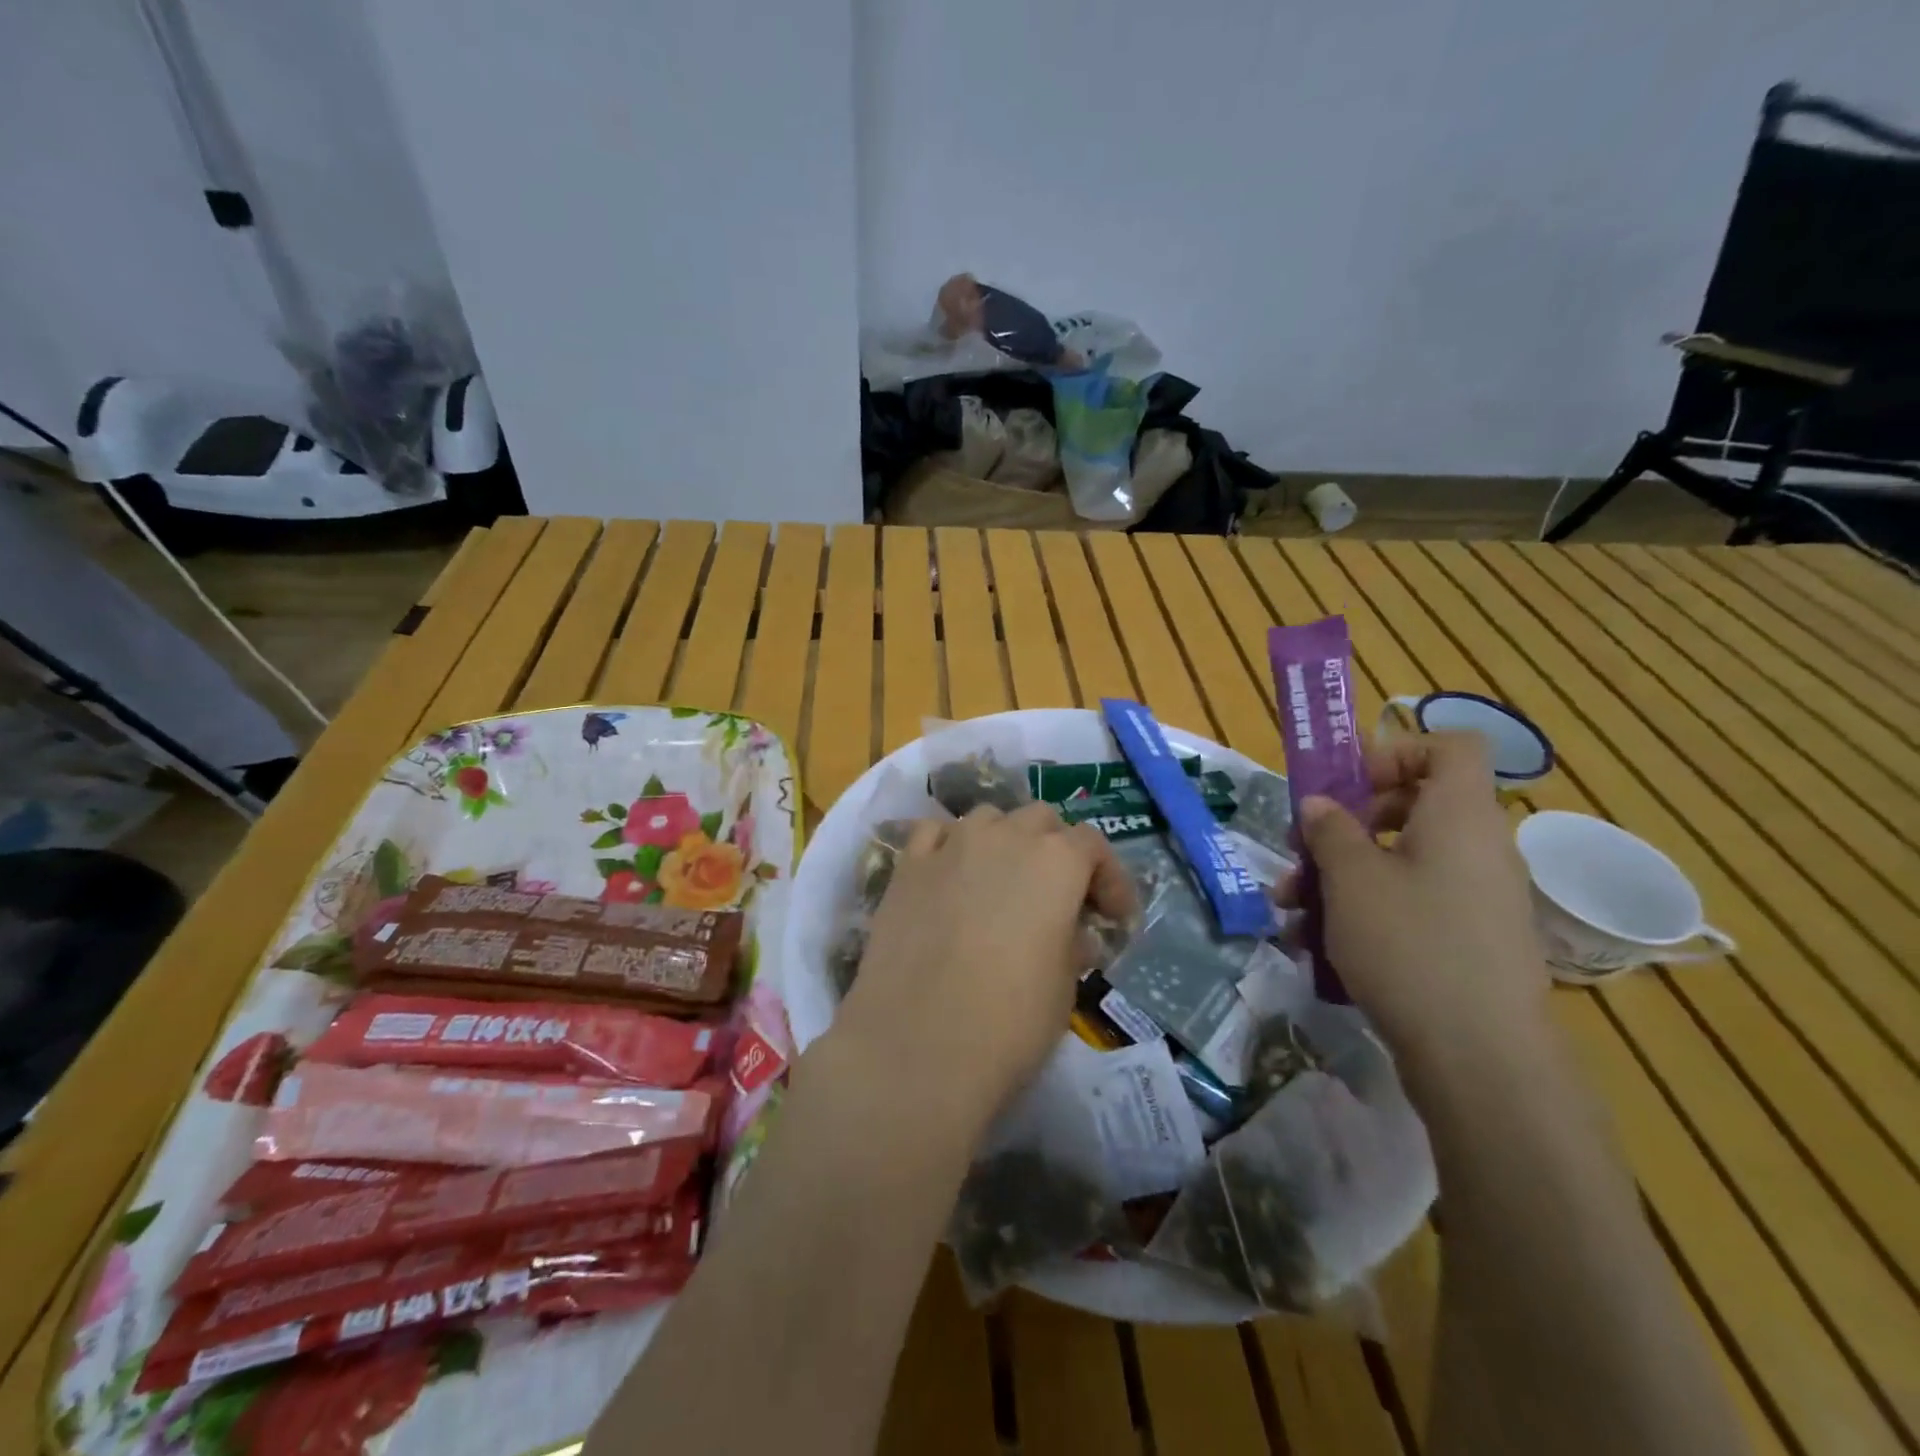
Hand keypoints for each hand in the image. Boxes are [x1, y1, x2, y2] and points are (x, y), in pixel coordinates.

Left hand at [835, 803, 1136, 1129]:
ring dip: (1004, 840)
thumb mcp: (1064, 986)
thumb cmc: (1010, 1022)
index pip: (1092, 844)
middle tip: (1058, 896)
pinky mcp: (906, 867)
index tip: (1112, 917)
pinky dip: (949, 845)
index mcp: (1056, 861)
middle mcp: (1004, 837)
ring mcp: (950, 846)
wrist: (918, 1046)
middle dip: (1056, 849)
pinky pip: (933, 834)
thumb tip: (1070, 932)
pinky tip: (950, 875)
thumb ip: (1072, 942)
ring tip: (1002, 882)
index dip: (1109, 878)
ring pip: (986, 818)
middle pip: (1039, 820)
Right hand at [1280, 731, 1551, 1097]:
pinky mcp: (1469, 941)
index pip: (1450, 747)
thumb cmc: (1409, 944)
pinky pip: (1413, 903)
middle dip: (1345, 824)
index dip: (1396, 752)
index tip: (1346, 787)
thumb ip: (1330, 829)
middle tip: (1302, 851)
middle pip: (1410, 806)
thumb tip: (1320, 804)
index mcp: (1460, 816)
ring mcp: (1477, 898)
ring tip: (1290, 910)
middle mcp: (1478, 848)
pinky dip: (1367, 912)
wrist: (1480, 1059)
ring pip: (1400, 862)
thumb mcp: (1351, 878)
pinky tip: (1317, 946)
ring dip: (1342, 875)